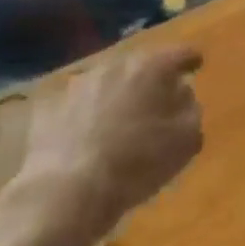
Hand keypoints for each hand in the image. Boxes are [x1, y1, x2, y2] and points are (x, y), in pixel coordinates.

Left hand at [17, 43, 204, 242]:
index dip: (191, 60)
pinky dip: (86, 113)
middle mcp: (114, 66)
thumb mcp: (187, 139)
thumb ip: (191, 108)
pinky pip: (77, 104)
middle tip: (159, 97)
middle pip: (140, 65)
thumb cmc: (139, 162)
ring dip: (117, 94)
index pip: (180, 53)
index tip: (196, 66)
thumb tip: (182, 94)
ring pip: (106, 82)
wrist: (67, 192)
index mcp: (152, 68)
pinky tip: (87, 135)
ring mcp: (77, 85)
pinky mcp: (48, 108)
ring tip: (121, 118)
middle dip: (151, 78)